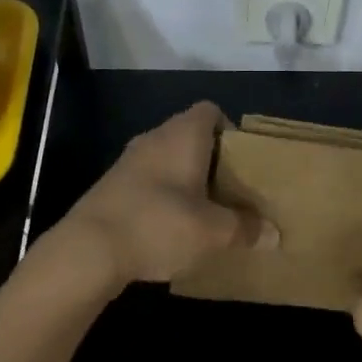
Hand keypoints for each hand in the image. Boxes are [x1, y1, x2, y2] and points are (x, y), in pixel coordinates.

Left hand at [54, 101, 270, 286]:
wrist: (88, 250)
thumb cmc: (159, 225)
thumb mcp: (214, 232)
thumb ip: (246, 229)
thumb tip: (274, 235)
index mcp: (183, 135)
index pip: (211, 111)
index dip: (230, 130)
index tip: (243, 161)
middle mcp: (155, 138)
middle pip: (190, 136)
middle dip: (213, 161)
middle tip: (232, 190)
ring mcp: (128, 162)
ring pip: (168, 160)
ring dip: (187, 180)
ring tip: (206, 211)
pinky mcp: (112, 187)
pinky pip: (148, 181)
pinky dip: (164, 196)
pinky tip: (172, 227)